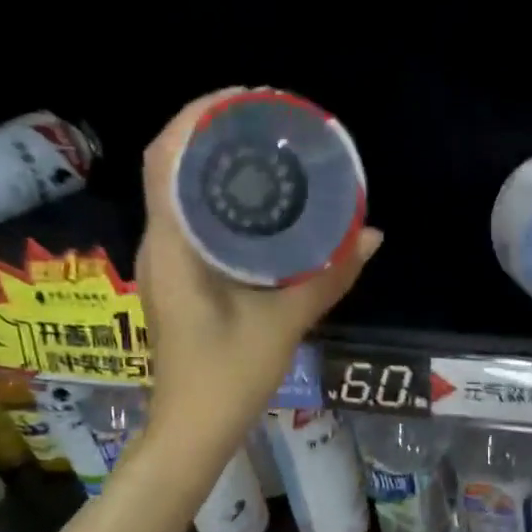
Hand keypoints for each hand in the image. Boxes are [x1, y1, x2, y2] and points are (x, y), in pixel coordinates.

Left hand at [136, 90, 382, 455]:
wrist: (192, 432)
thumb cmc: (228, 378)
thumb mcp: (284, 323)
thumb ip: (328, 275)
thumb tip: (372, 235)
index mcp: (173, 246)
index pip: (166, 158)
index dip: (198, 117)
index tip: (245, 99)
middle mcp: (159, 244)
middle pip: (171, 166)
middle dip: (213, 134)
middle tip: (269, 124)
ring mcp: (165, 263)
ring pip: (179, 194)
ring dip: (214, 166)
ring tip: (266, 152)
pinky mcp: (177, 280)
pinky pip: (191, 222)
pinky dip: (218, 201)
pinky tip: (257, 207)